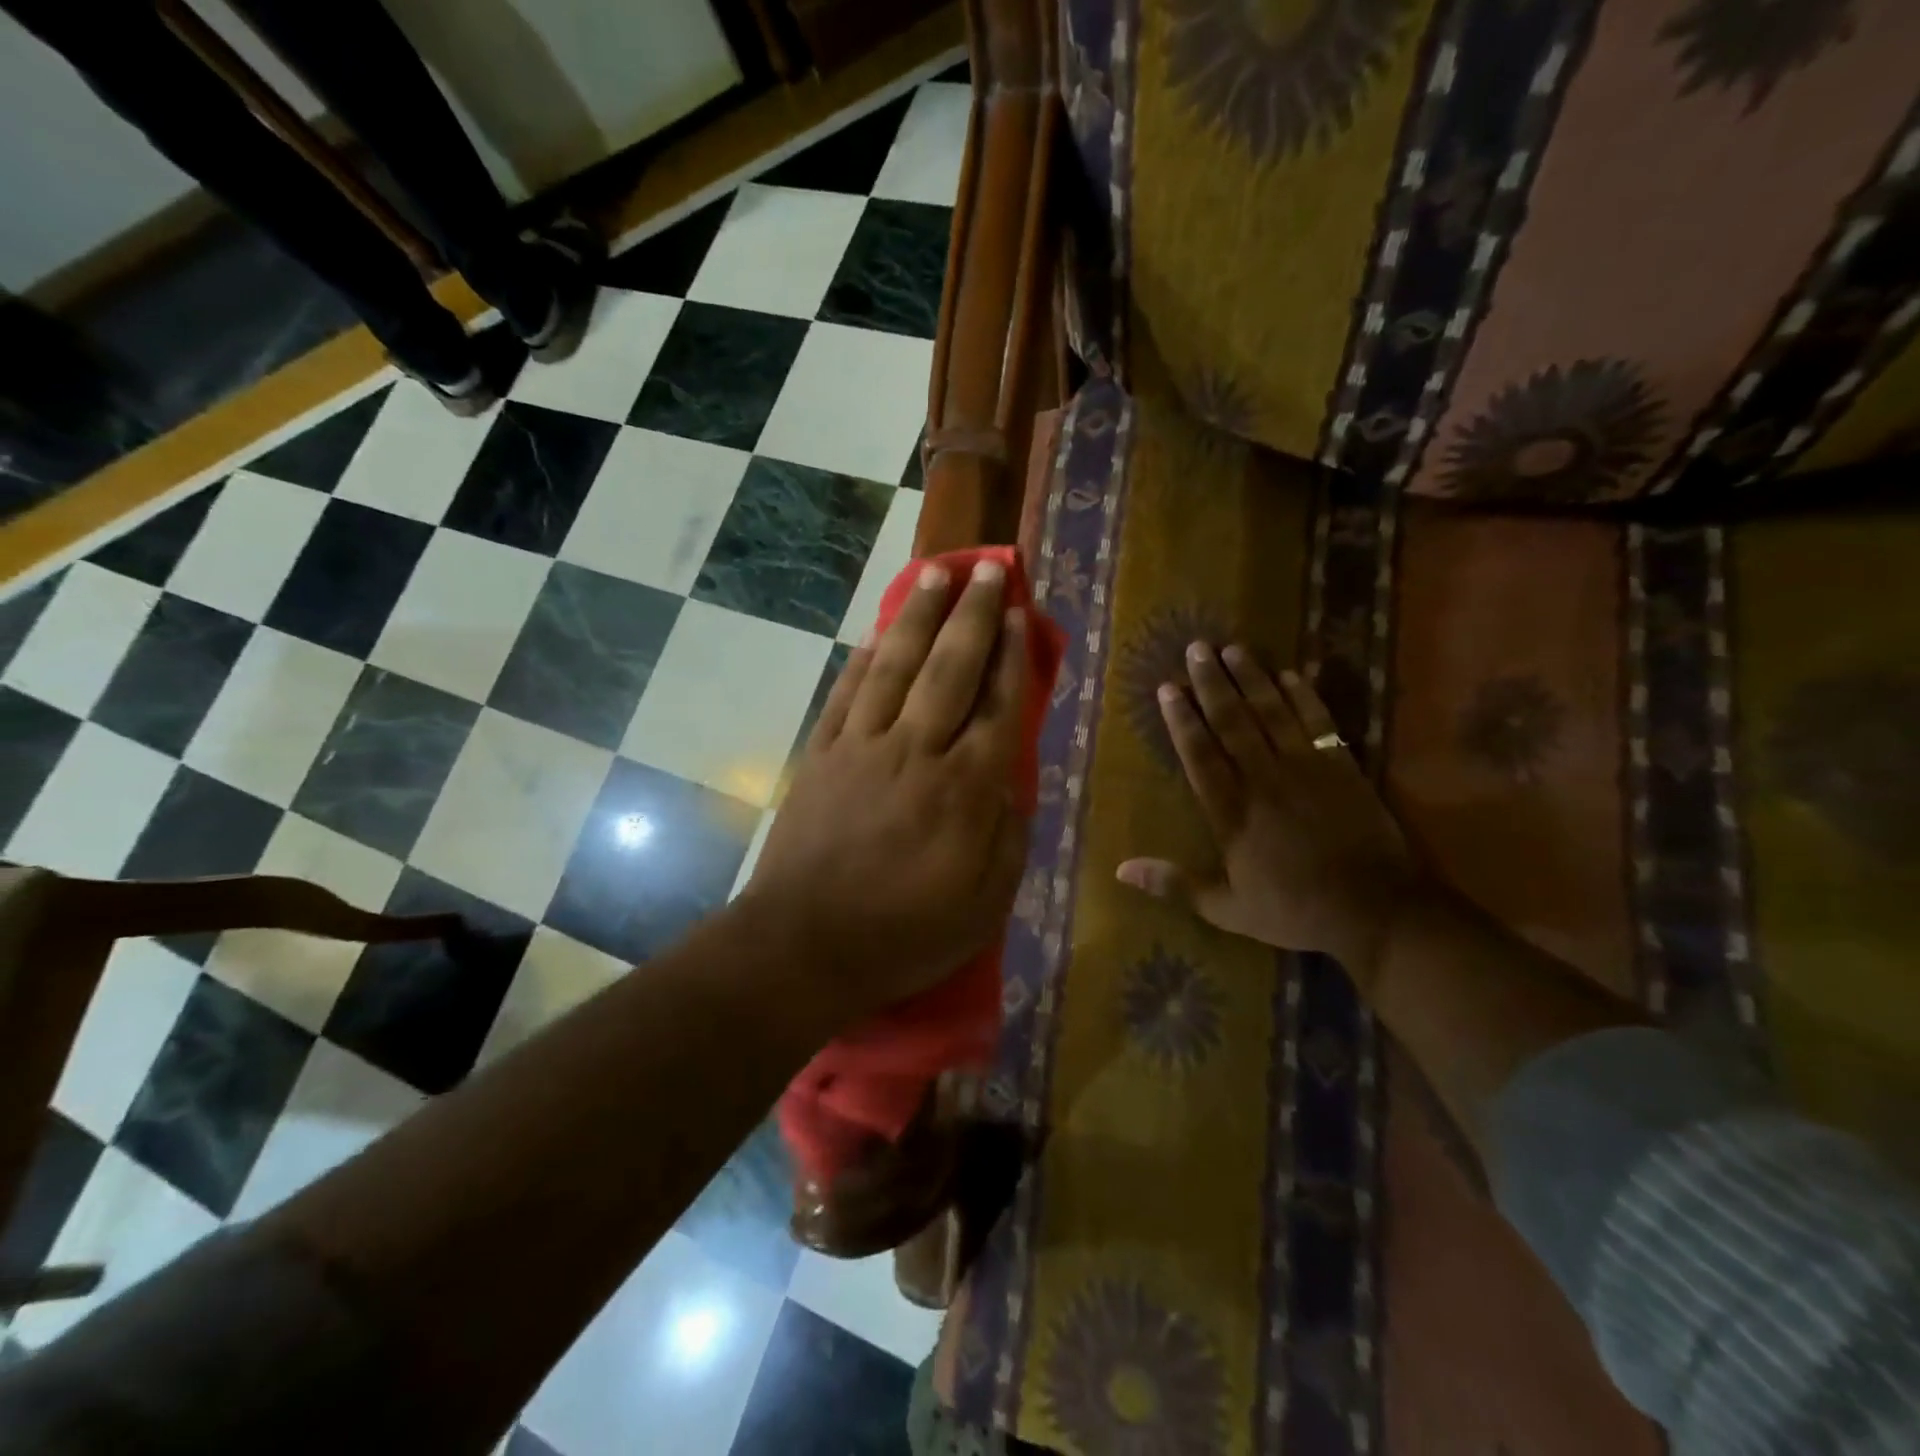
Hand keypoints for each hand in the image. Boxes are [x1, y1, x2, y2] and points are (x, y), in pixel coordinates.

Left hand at [744, 558, 1030, 1017]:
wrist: (804, 945)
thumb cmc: (904, 933)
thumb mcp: (984, 904)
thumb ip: (1008, 836)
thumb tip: (1012, 783)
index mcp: (964, 789)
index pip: (999, 706)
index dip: (1014, 657)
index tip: (1021, 616)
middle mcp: (916, 751)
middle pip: (951, 668)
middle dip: (974, 615)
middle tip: (990, 570)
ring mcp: (862, 746)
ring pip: (896, 665)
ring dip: (919, 615)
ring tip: (938, 574)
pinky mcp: (822, 754)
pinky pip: (847, 692)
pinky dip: (865, 657)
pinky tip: (878, 631)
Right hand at [1116, 642, 1425, 987]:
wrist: (1376, 910)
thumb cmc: (1294, 910)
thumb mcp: (1226, 908)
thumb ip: (1174, 884)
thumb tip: (1119, 869)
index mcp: (1232, 812)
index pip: (1199, 754)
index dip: (1181, 719)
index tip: (1167, 687)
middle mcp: (1263, 779)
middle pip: (1232, 722)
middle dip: (1211, 683)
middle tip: (1196, 648)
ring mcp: (1305, 768)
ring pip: (1272, 712)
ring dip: (1251, 678)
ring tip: (1233, 648)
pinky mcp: (1341, 766)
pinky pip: (1318, 722)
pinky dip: (1304, 696)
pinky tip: (1290, 673)